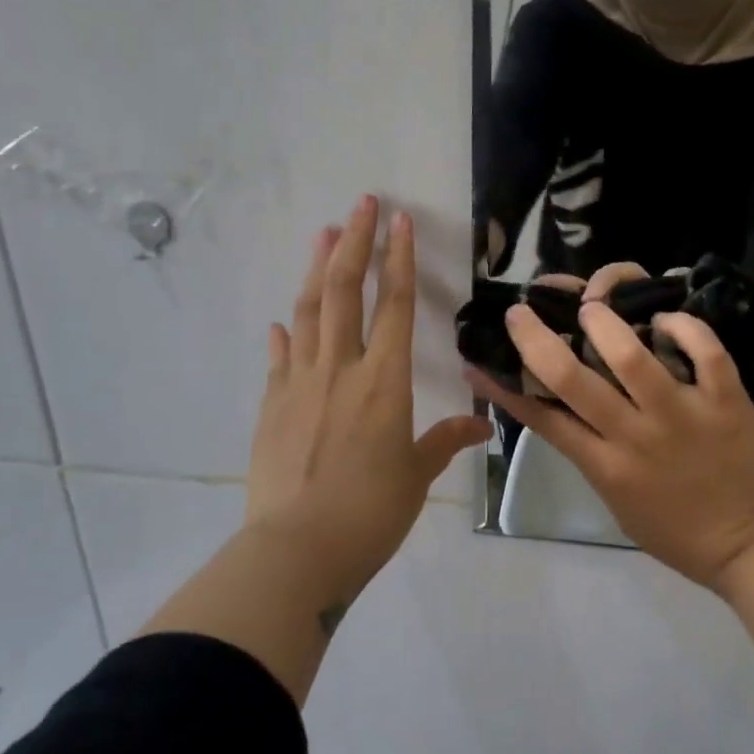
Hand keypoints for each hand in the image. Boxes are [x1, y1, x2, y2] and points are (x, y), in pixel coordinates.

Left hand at [247, 195, 489, 603]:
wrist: (296, 550)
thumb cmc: (370, 512)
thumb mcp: (416, 475)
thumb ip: (445, 440)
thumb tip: (482, 426)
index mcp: (384, 381)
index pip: (393, 304)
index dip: (398, 258)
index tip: (400, 220)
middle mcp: (340, 369)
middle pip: (343, 291)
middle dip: (355, 242)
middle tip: (361, 203)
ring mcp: (298, 383)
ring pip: (307, 311)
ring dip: (316, 269)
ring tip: (323, 234)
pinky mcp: (271, 405)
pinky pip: (279, 357)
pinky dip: (284, 333)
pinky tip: (282, 320)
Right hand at [466, 300, 753, 590]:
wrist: (753, 546)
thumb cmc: (679, 533)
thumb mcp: (617, 501)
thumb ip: (590, 457)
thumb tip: (559, 415)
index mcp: (606, 467)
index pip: (543, 419)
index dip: (505, 387)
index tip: (480, 359)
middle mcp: (636, 436)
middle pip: (572, 380)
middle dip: (537, 339)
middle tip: (521, 312)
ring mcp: (683, 415)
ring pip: (631, 356)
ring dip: (603, 323)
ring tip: (591, 306)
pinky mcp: (726, 401)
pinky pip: (704, 351)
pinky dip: (683, 327)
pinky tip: (664, 319)